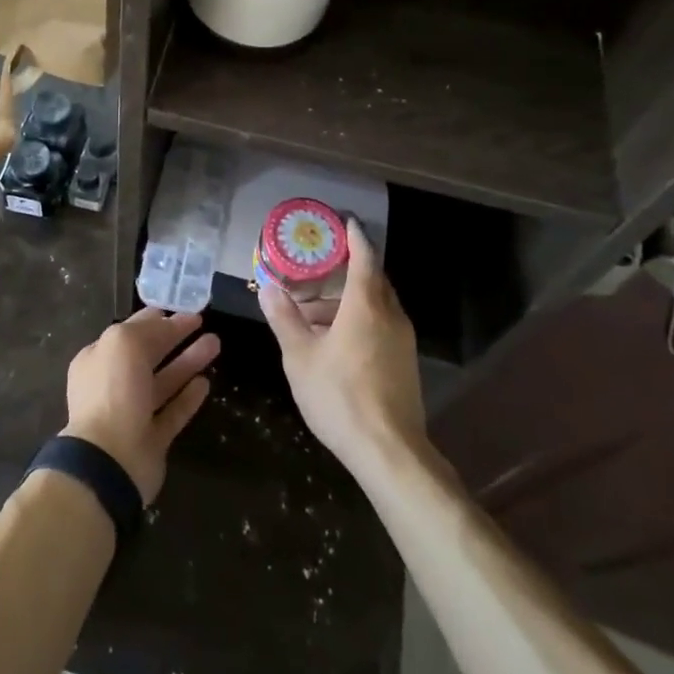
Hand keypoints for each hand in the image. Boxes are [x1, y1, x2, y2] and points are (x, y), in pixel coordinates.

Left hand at [62, 308, 219, 504]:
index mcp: (99, 358)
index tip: (182, 307)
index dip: (156, 318)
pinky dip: (188, 397)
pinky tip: (206, 383)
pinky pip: (173, 412)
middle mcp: (113, 384)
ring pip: (165, 381)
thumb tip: (166, 322)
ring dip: (188, 361)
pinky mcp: (151, 439)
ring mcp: (132, 413)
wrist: (110, 460)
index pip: (130, 331)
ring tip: (215, 343)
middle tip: (203, 321)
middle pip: (149, 354)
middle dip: (176, 336)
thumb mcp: (124, 343)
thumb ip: (146, 329)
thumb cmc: (113, 391)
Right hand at [260, 218, 426, 476]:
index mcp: (366, 305)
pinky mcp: (405, 363)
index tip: (344, 221)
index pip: (364, 257)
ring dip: (350, 299)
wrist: (389, 451)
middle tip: (320, 263)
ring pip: (377, 305)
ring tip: (316, 307)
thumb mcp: (300, 356)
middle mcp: (390, 315)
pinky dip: (360, 319)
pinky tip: (335, 338)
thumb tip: (268, 287)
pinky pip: (382, 325)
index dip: (354, 238)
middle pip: (373, 280)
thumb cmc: (340, 396)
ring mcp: (402, 341)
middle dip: (349, 268)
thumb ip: (284, 318)